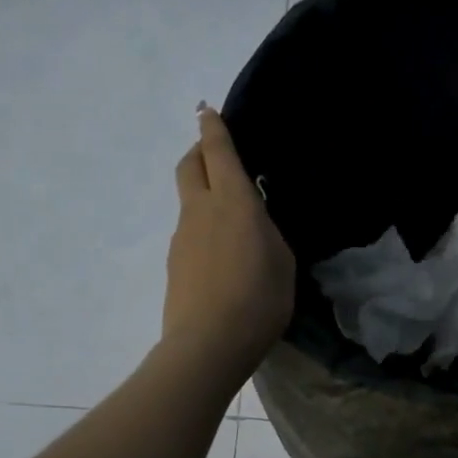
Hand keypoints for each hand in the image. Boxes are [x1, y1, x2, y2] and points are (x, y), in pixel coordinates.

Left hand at [163, 105, 295, 381]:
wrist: (208, 345)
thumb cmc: (258, 300)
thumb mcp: (282, 262)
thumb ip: (267, 233)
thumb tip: (253, 224)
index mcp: (233, 202)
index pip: (218, 152)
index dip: (213, 128)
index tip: (207, 111)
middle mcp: (201, 211)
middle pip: (189, 166)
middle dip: (199, 151)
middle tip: (215, 154)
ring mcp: (182, 237)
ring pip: (189, 201)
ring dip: (203, 195)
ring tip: (231, 221)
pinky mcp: (174, 264)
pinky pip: (189, 233)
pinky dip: (203, 230)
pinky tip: (222, 257)